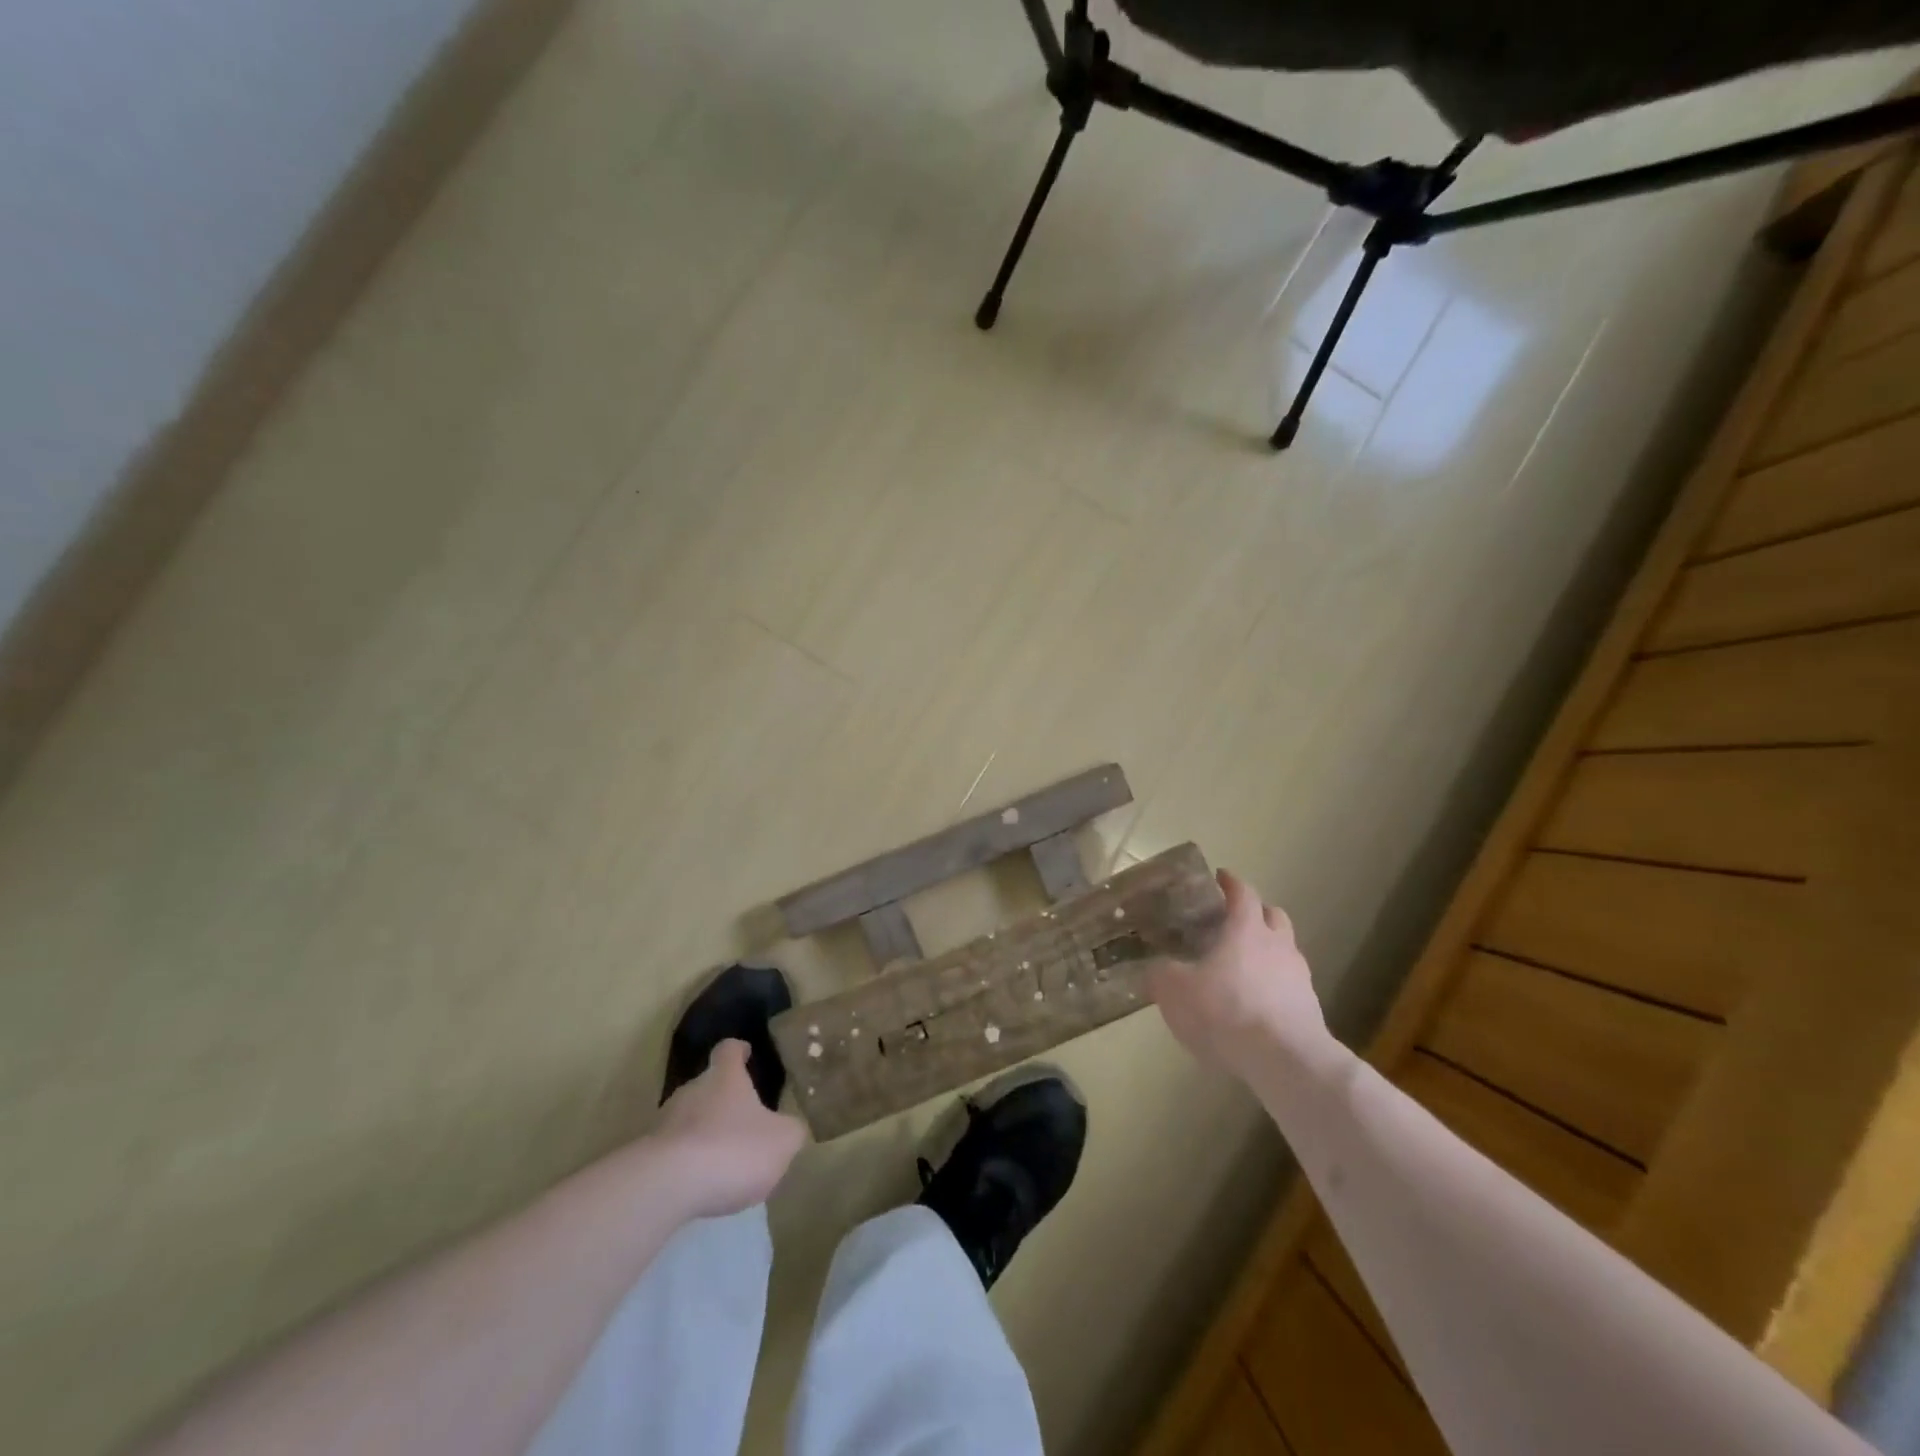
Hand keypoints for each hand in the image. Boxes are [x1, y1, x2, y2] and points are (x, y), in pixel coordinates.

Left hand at [650, 1041, 806, 1217]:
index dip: (739, 1050)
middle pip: (707, 1085)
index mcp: (725, 1077)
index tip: (746, 1052)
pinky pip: (672, 1152)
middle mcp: (691, 1090)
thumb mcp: (782, 1141)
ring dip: (704, 1133)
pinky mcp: (646, 1156)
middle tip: (742, 1120)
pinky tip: (700, 1184)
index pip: (729, 1050)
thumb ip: (791, 1130)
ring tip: (723, 1159)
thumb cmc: (732, 1149)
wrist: (665, 1186)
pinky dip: (687, 1162)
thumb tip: (791, 1127)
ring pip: (688, 1119)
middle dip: (723, 1100)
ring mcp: (663, 1123)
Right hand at [1148, 870, 1334, 1083]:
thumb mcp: (1176, 991)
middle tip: (1234, 920)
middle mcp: (1278, 945)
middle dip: (1256, 912)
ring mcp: (1299, 977)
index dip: (1231, 882)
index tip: (1220, 877)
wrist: (1286, 1061)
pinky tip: (1257, 1002)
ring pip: (1285, 950)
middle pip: (1273, 916)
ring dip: (1268, 951)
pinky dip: (1274, 985)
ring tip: (1244, 966)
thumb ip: (1163, 974)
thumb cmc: (1227, 1011)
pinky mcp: (1309, 1008)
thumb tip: (1156, 967)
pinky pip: (1289, 985)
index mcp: (1247, 930)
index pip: (1243, 893)